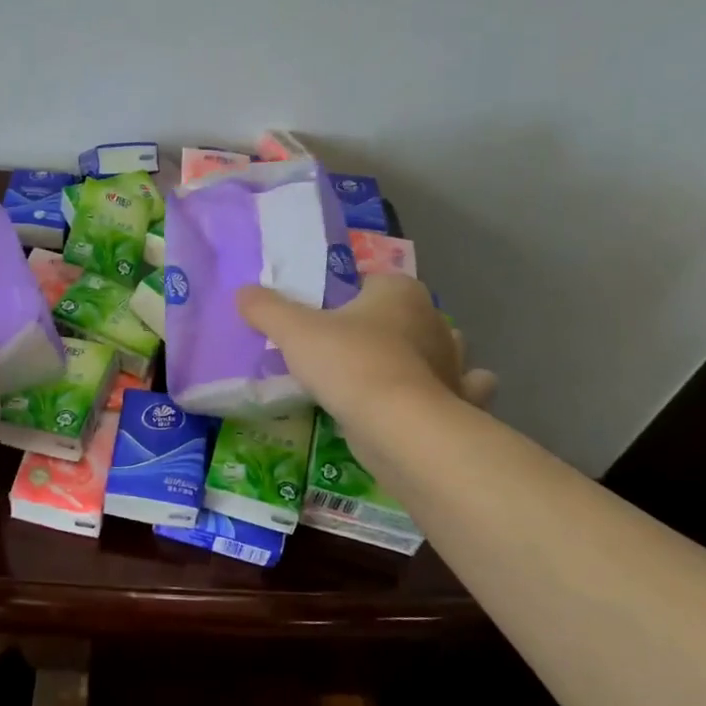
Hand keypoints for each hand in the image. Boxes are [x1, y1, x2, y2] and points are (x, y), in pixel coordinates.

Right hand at [236, 275, 496, 426]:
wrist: (398, 426)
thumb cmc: (348, 363)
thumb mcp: (294, 332)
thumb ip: (266, 309)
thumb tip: (242, 292)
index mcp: (399, 291)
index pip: (372, 280)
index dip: (348, 295)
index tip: (324, 317)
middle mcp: (433, 320)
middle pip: (404, 315)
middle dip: (385, 326)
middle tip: (346, 349)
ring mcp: (453, 361)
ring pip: (440, 349)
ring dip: (423, 356)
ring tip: (388, 372)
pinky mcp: (460, 401)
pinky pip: (462, 389)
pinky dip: (454, 390)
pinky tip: (431, 398)